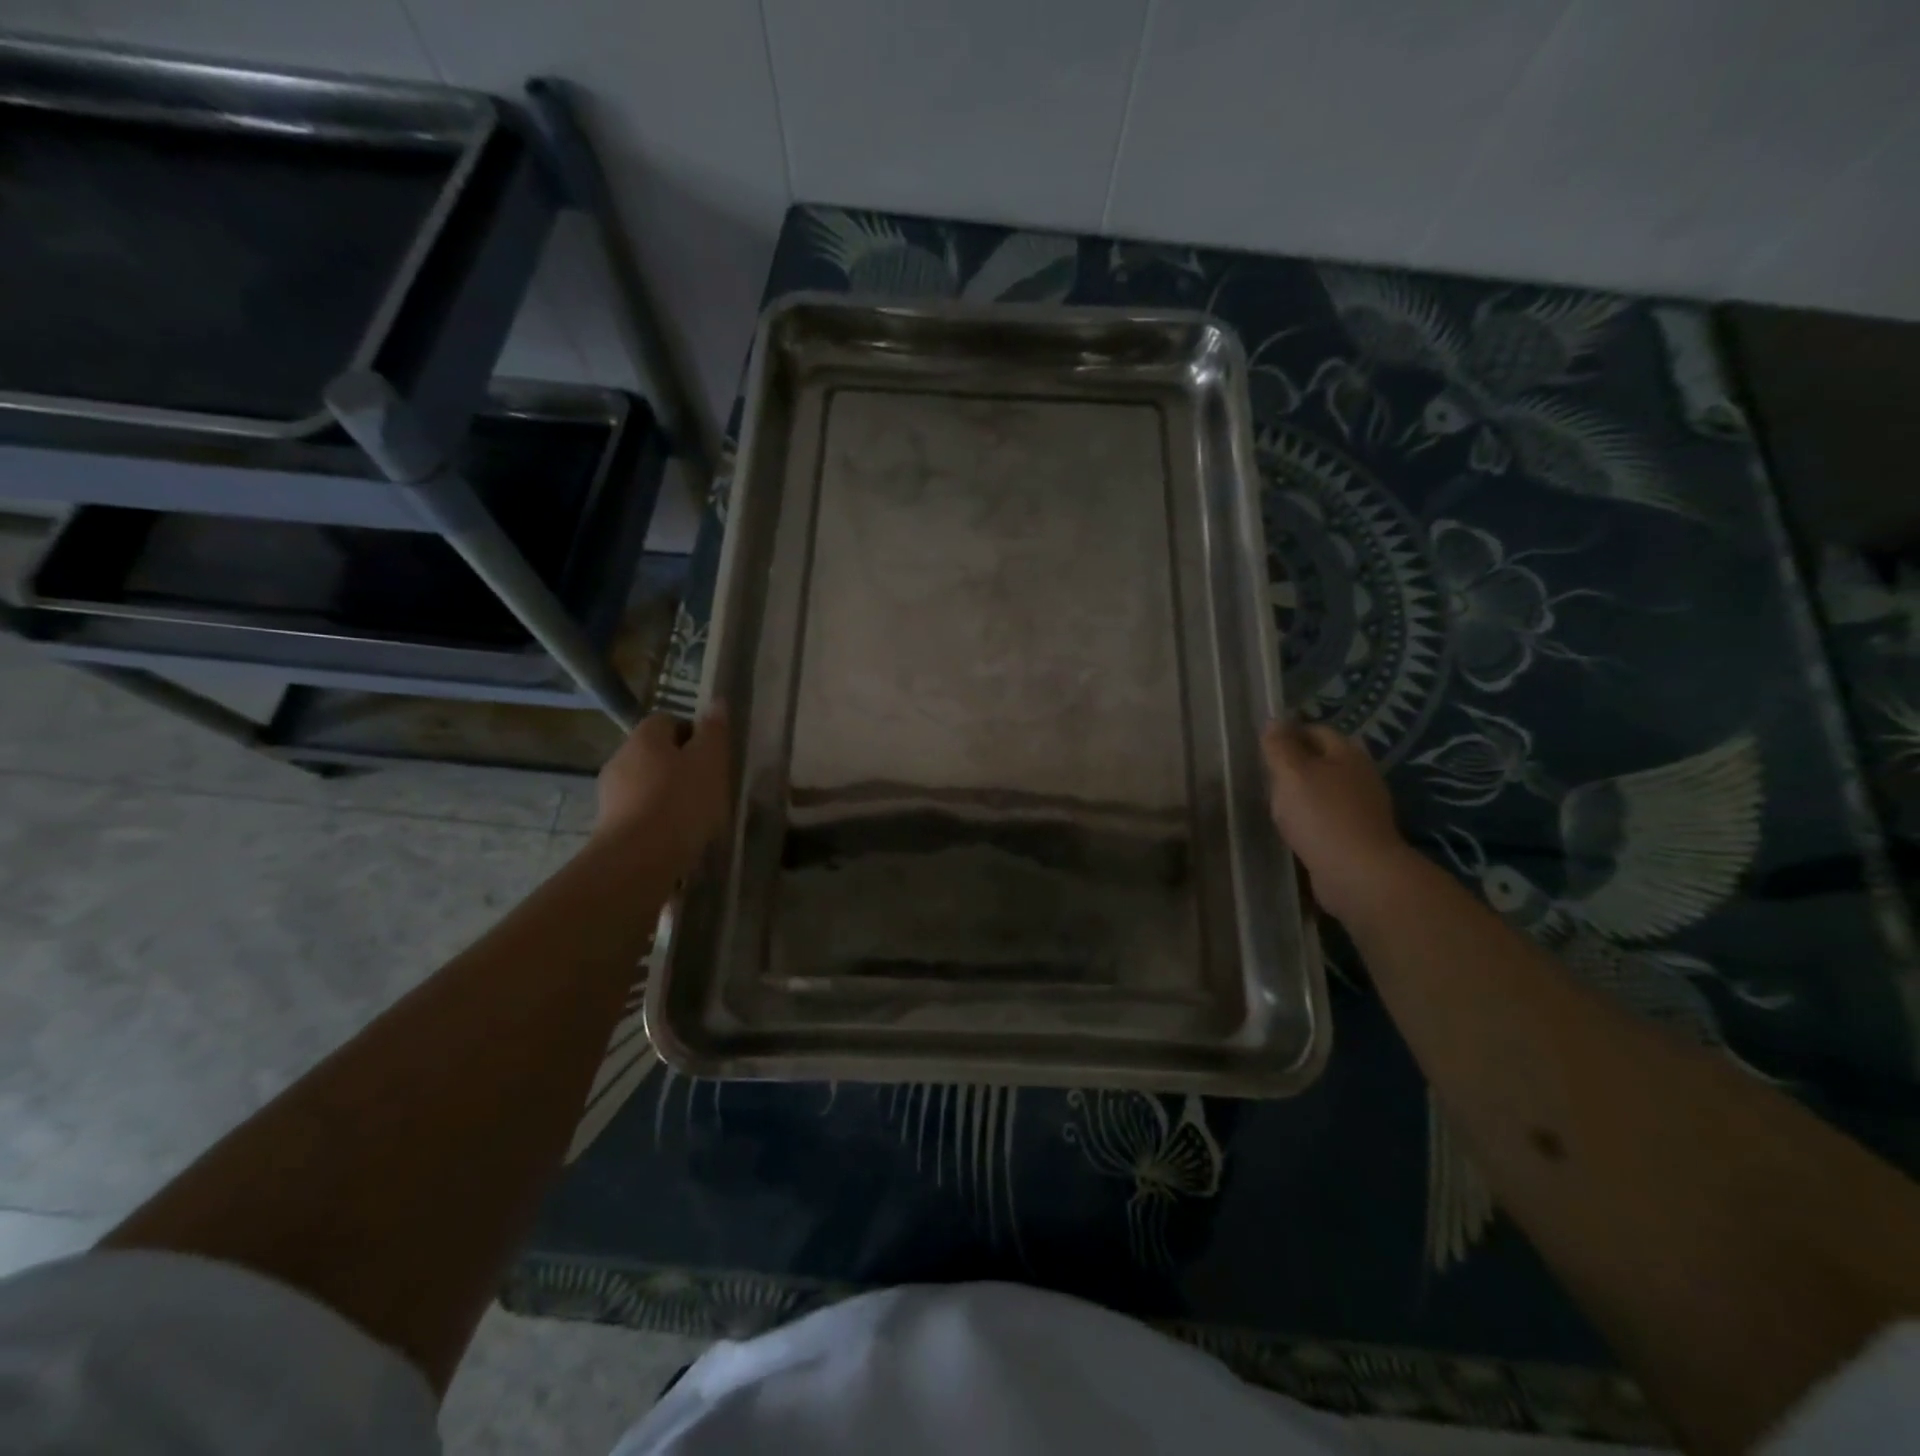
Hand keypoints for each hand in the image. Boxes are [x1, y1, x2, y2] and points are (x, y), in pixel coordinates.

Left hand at [595, 708, 731, 873]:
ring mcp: (610, 794)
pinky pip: (639, 812)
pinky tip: (676, 837)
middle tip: (709, 786)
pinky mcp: (608, 825)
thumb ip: (714, 732)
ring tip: (695, 817)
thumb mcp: (710, 763)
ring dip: (667, 793)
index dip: (693, 733)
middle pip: (655, 752)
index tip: (713, 756)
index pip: (668, 720)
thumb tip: (716, 703)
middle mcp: (621, 758)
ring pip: (646, 783)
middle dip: (680, 765)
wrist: (638, 860)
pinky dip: (657, 818)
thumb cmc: (681, 802)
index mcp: (645, 737)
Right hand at [1261, 719, 1410, 921]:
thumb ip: (1279, 746)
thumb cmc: (1321, 815)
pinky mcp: (1359, 835)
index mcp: (1347, 754)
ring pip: (1327, 789)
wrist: (1358, 874)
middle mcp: (1361, 775)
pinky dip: (1311, 817)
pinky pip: (1329, 816)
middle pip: (1324, 760)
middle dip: (1297, 763)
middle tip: (1267, 774)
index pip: (1317, 731)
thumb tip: (1274, 720)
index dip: (1290, 733)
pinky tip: (1295, 827)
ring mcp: (1363, 807)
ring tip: (1276, 801)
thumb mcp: (1291, 774)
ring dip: (1304, 792)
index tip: (1264, 747)